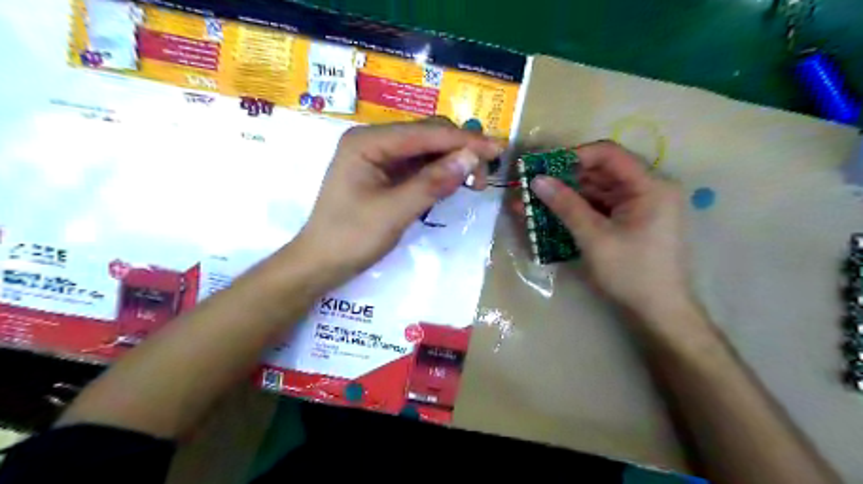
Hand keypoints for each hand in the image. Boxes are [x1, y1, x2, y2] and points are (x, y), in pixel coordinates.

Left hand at [294, 118, 503, 282]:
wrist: (321, 263)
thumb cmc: (351, 237)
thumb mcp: (394, 212)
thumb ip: (432, 183)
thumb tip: (471, 158)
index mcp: (367, 142)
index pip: (425, 133)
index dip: (463, 140)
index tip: (497, 149)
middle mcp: (373, 141)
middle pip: (427, 135)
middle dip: (459, 150)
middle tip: (484, 175)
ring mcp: (378, 157)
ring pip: (425, 150)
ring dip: (451, 161)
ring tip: (475, 181)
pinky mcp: (384, 174)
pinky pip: (418, 166)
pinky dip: (438, 173)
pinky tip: (453, 183)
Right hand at [530, 139, 692, 317]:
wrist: (659, 313)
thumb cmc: (631, 274)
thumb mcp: (595, 238)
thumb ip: (566, 206)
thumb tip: (537, 180)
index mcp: (650, 186)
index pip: (609, 154)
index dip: (574, 156)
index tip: (544, 167)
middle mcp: (648, 189)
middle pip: (601, 172)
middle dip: (565, 178)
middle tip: (533, 184)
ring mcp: (639, 207)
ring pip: (598, 190)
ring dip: (567, 195)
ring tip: (535, 200)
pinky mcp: (630, 222)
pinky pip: (600, 208)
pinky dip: (577, 210)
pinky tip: (552, 214)